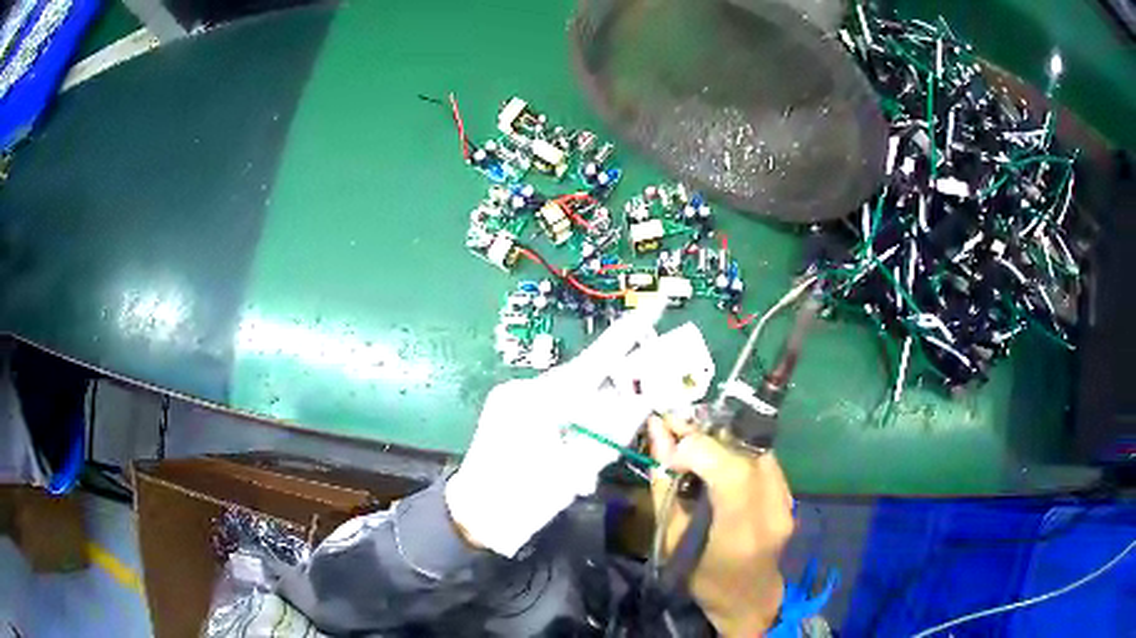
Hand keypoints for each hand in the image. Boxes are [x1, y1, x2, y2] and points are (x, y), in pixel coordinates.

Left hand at [446, 300, 666, 557]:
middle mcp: (526, 388)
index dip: (629, 334)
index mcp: (540, 399)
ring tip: (585, 462)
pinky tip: (569, 455)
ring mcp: (514, 398)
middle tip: (628, 417)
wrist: (474, 518)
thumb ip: (611, 431)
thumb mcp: (577, 469)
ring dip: (589, 422)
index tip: (655, 305)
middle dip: (613, 395)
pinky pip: (553, 408)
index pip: (596, 360)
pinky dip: (570, 427)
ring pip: (570, 397)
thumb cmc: (524, 499)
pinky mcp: (509, 410)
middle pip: (585, 379)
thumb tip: (643, 400)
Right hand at [648, 415, 794, 637]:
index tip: (670, 453)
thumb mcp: (672, 541)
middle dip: (706, 438)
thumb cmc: (701, 579)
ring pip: (755, 450)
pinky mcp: (790, 496)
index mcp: (740, 534)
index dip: (700, 449)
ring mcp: (787, 503)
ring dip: (722, 442)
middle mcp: (772, 513)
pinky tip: (717, 457)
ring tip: (693, 443)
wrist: (748, 598)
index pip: (732, 472)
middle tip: (675, 430)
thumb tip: (657, 434)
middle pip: (745, 455)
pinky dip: (737, 452)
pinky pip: (763, 460)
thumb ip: (666, 486)